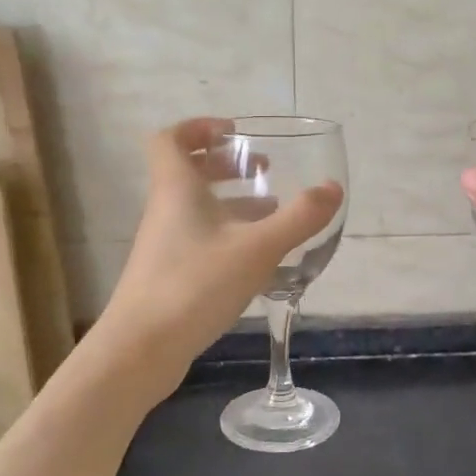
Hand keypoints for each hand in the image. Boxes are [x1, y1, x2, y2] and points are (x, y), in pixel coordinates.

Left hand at [92, 118, 344, 391]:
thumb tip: (332, 188)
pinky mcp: (169, 275)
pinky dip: (227, 234)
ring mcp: (164, 245)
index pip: (172, 139)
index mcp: (178, 189)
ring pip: (196, 208)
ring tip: (270, 210)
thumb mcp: (258, 248)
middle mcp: (166, 210)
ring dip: (231, 201)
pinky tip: (256, 257)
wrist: (142, 348)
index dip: (200, 127)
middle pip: (187, 172)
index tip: (235, 133)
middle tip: (262, 169)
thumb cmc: (196, 284)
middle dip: (225, 165)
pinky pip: (199, 238)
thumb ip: (299, 218)